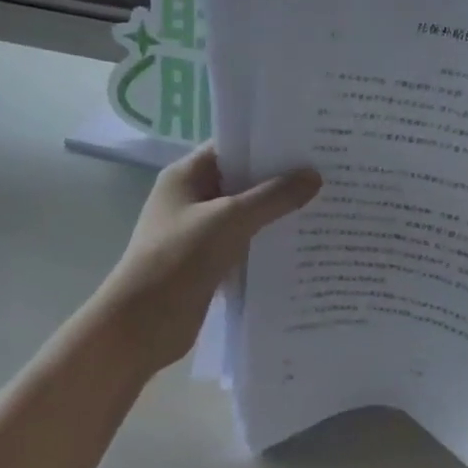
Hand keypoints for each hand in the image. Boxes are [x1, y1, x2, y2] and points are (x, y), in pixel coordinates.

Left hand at [94, 144, 320, 375]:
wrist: (141, 325)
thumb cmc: (179, 259)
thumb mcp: (229, 220)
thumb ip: (273, 197)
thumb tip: (314, 176)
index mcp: (186, 176)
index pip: (232, 147)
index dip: (267, 143)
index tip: (308, 142)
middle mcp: (191, 199)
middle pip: (241, 181)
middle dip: (279, 179)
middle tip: (326, 173)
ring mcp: (198, 232)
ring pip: (245, 215)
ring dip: (276, 214)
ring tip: (324, 205)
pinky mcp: (208, 263)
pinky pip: (244, 244)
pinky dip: (267, 243)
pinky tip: (302, 244)